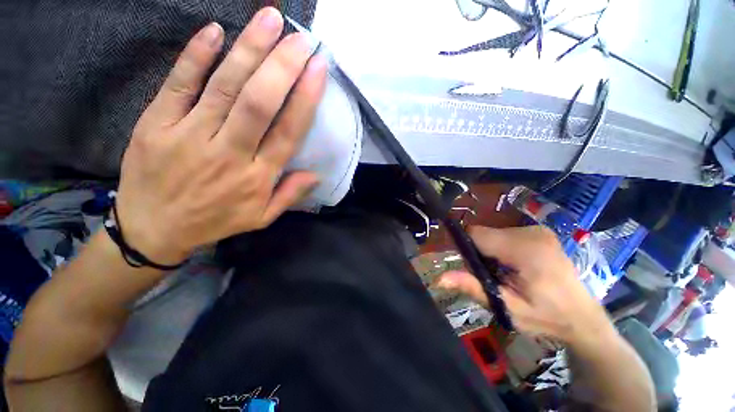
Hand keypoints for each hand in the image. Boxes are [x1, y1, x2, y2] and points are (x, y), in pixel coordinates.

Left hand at [115, 8, 326, 264]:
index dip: (305, 99)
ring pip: (224, 86)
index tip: (318, 70)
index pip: (287, 132)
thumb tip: (315, 174)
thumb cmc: (214, 221)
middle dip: (282, 66)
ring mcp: (189, 135)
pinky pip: (178, 84)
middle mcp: (228, 153)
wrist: (152, 229)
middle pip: (258, 103)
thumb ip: (290, 196)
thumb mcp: (261, 218)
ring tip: (270, 20)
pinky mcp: (155, 124)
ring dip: (249, 50)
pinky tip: (214, 31)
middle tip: (301, 38)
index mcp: (256, 177)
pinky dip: (196, 56)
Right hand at [438, 226, 613, 344]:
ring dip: (490, 250)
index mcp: (525, 250)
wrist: (584, 319)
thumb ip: (473, 288)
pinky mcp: (540, 231)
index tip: (473, 268)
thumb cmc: (546, 318)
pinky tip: (515, 265)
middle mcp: (531, 232)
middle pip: (484, 233)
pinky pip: (505, 233)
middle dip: (480, 252)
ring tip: (505, 273)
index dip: (467, 249)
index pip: (476, 234)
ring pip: (493, 233)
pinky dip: (501, 247)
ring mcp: (538, 230)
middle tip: (492, 276)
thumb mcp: (507, 308)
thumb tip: (439, 279)